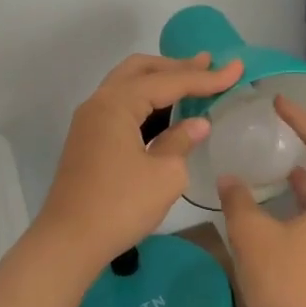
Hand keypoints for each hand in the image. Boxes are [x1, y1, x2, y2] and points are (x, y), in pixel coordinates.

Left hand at [33, 53, 243, 267]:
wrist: (69, 241)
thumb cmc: (120, 205)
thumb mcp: (165, 175)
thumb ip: (181, 142)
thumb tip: (196, 124)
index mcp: (117, 103)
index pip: (168, 81)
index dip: (205, 77)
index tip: (236, 68)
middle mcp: (99, 103)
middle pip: (140, 70)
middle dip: (176, 66)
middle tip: (209, 65)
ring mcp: (90, 122)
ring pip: (128, 86)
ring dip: (159, 82)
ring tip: (192, 81)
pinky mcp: (88, 140)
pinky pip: (121, 106)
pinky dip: (146, 102)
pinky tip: (167, 112)